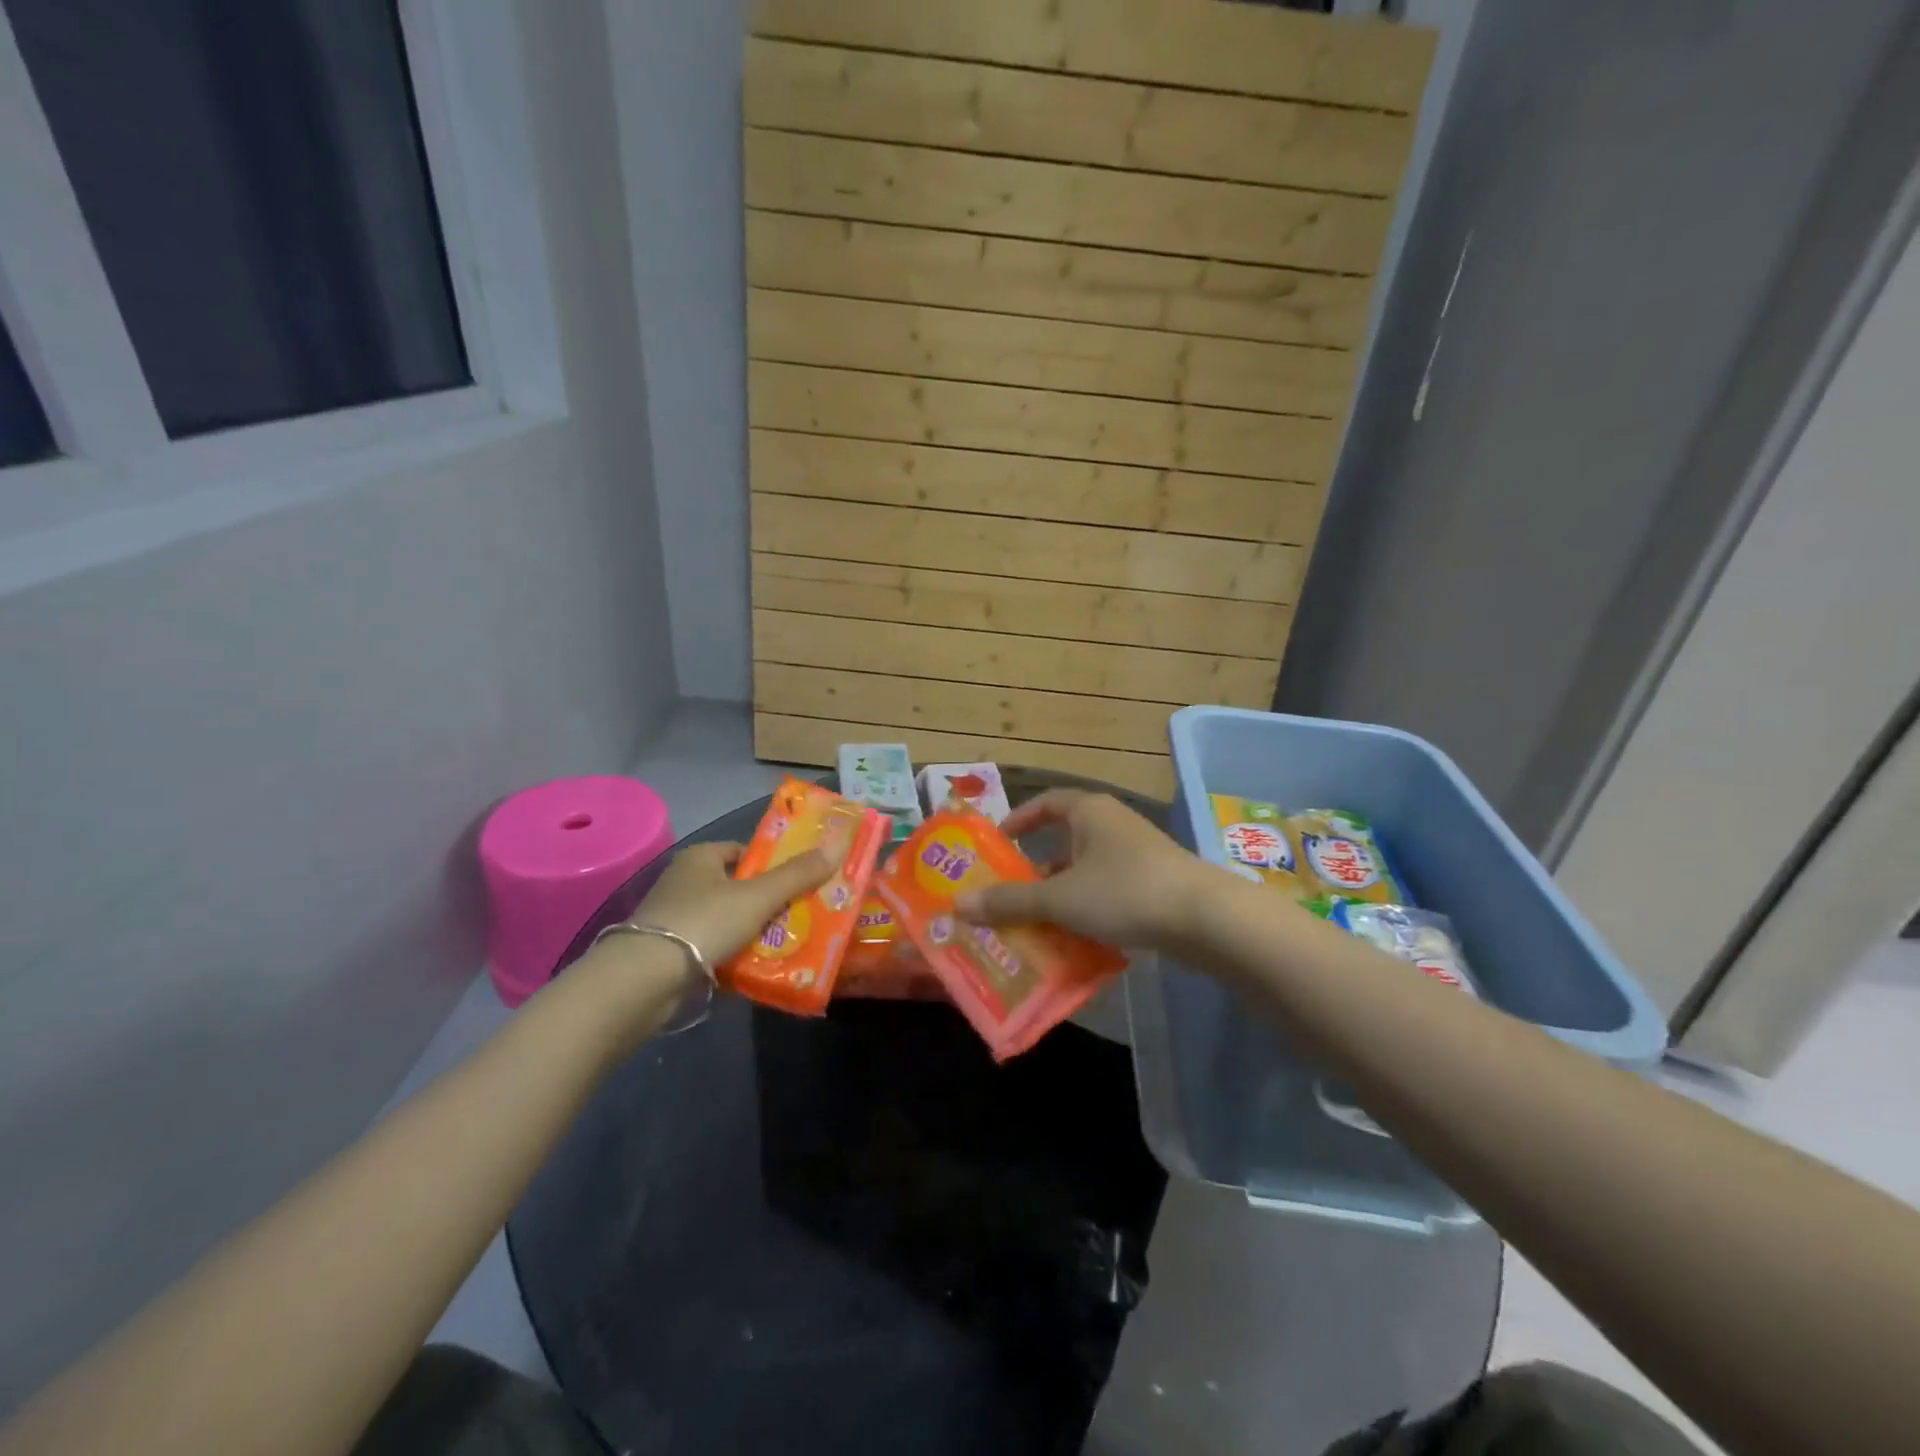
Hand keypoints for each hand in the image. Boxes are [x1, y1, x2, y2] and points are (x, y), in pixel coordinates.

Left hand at [631, 841, 832, 965]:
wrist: (645, 978)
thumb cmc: (704, 921)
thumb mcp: (758, 896)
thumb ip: (796, 875)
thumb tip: (836, 847)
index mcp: (700, 858)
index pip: (742, 852)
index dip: (771, 864)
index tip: (798, 881)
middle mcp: (683, 882)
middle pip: (737, 887)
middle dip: (767, 901)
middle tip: (800, 914)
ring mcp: (673, 918)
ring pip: (726, 920)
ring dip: (752, 931)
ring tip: (786, 944)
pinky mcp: (668, 952)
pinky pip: (712, 947)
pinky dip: (733, 955)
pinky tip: (755, 967)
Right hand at [955, 790, 1211, 951]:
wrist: (1205, 918)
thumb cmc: (1124, 891)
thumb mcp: (1060, 898)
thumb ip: (1009, 902)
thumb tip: (958, 904)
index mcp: (1089, 812)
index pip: (1046, 803)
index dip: (1019, 820)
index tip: (997, 844)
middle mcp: (1113, 824)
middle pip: (1064, 840)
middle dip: (1036, 870)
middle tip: (1008, 895)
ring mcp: (1137, 853)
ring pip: (1086, 870)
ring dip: (1061, 895)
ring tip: (1035, 924)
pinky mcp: (1155, 882)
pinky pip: (1109, 890)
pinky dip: (1088, 909)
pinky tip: (1077, 939)